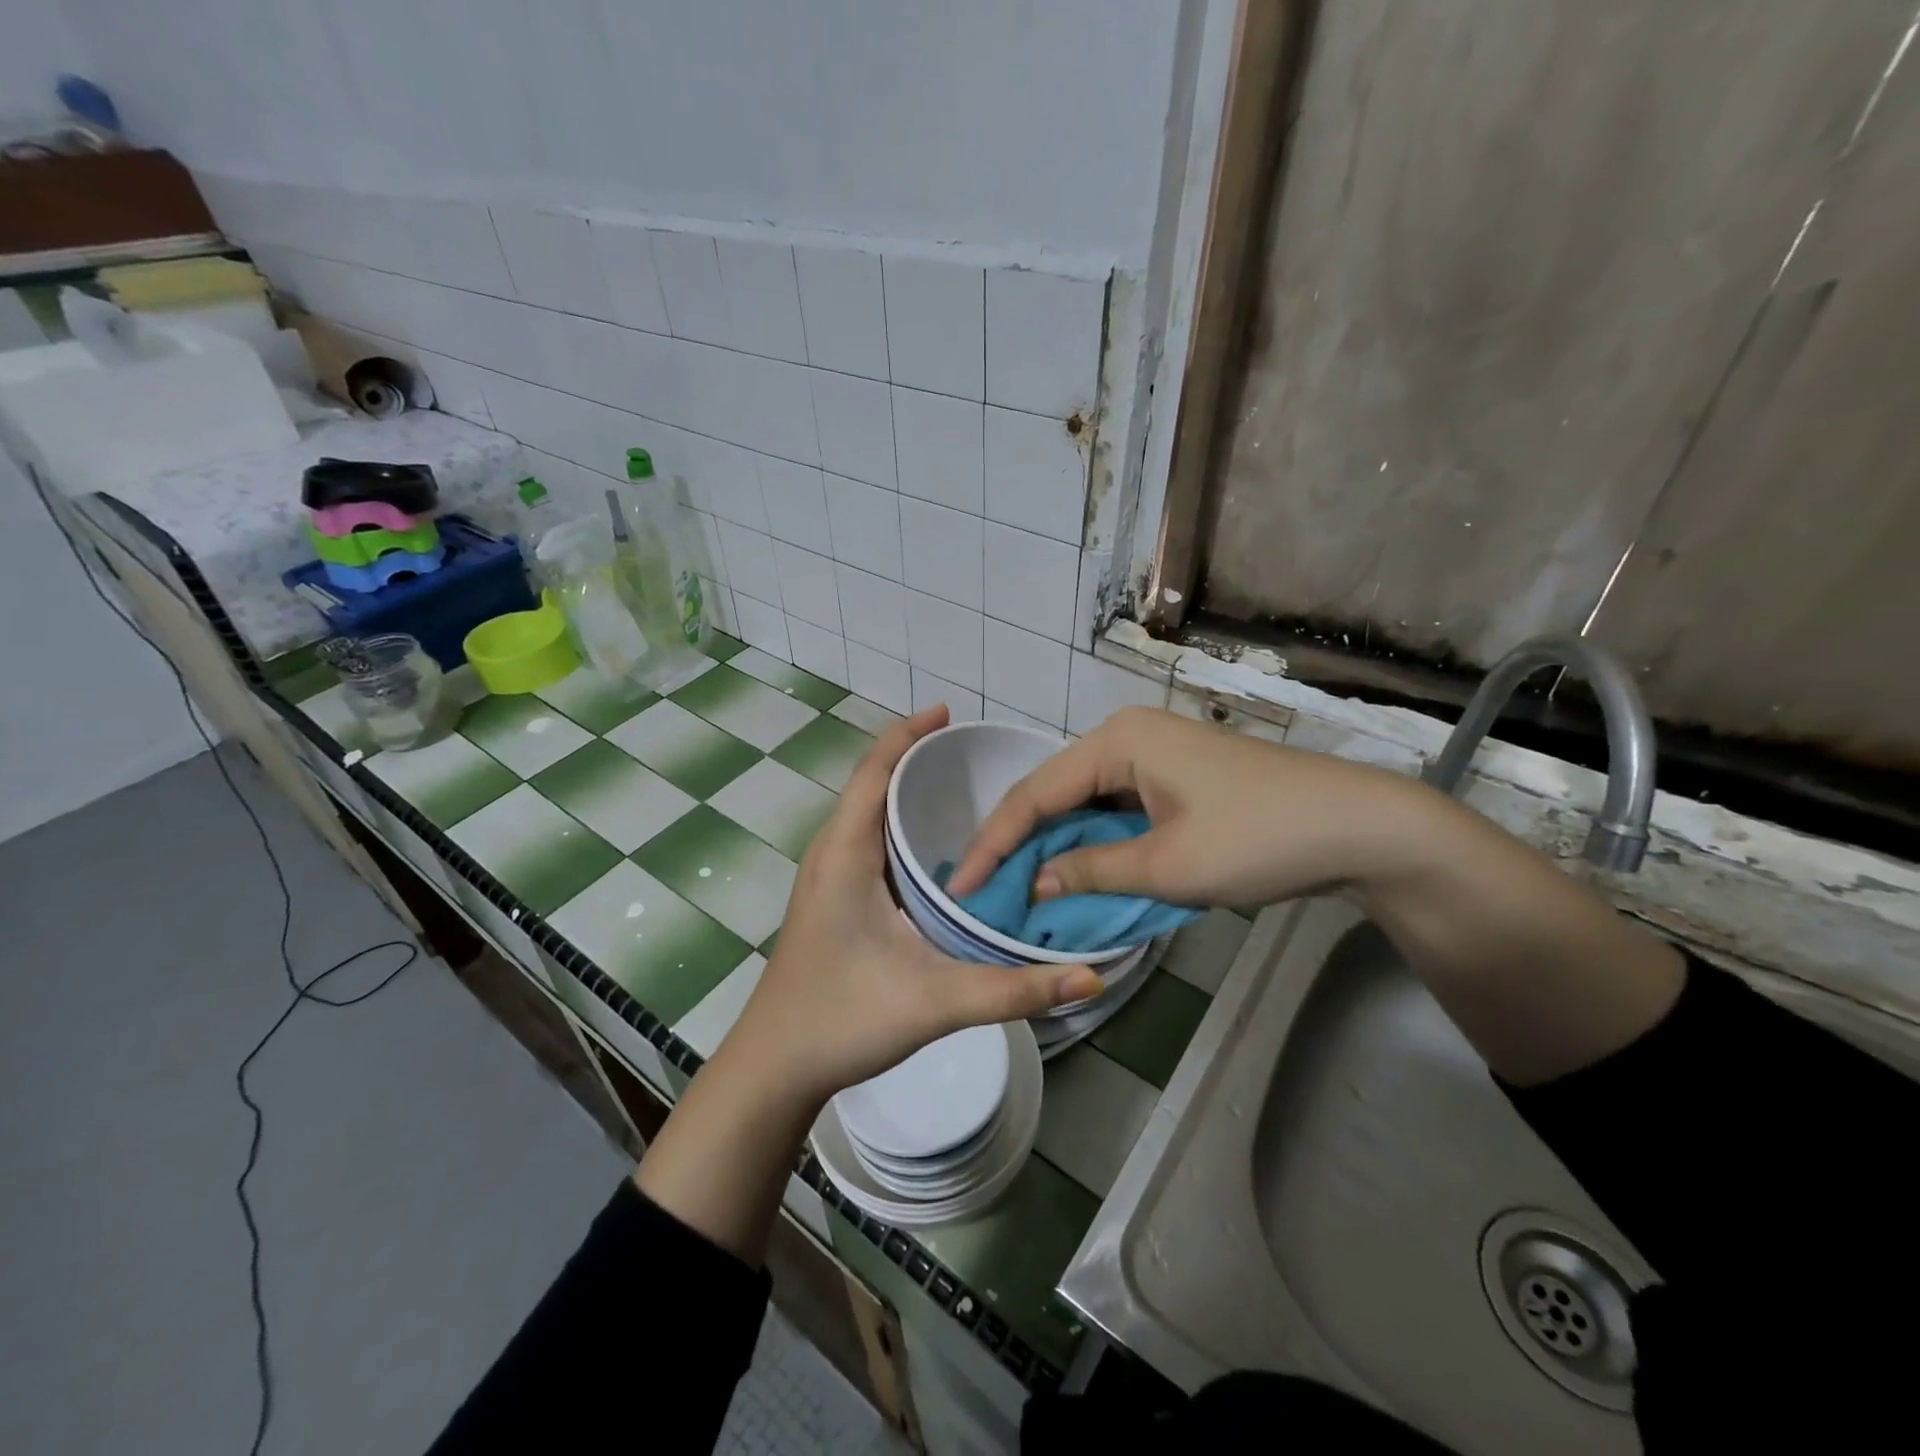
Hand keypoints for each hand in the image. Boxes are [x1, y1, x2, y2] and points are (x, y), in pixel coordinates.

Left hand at [719, 705, 1102, 1110]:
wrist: (773, 1069)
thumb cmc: (840, 1020)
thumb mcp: (933, 1001)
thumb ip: (1013, 990)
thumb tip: (1090, 980)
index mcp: (844, 854)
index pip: (873, 772)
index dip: (907, 735)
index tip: (946, 712)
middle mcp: (830, 855)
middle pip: (872, 786)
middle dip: (916, 760)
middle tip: (974, 754)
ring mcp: (826, 880)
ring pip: (868, 818)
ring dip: (906, 795)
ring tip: (962, 790)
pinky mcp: (832, 902)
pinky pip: (868, 846)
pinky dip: (900, 830)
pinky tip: (936, 853)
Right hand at [947, 706, 1430, 909]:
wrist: (1360, 827)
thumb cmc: (1258, 839)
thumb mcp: (1167, 864)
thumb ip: (1091, 871)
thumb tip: (1035, 882)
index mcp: (1116, 742)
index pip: (1034, 793)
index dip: (994, 843)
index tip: (963, 887)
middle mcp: (1126, 738)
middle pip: (1054, 793)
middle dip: (1019, 843)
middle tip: (986, 890)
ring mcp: (1152, 756)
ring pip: (1084, 803)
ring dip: (1055, 845)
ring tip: (1017, 886)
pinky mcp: (1173, 780)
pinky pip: (1114, 809)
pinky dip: (1092, 843)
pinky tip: (1073, 872)